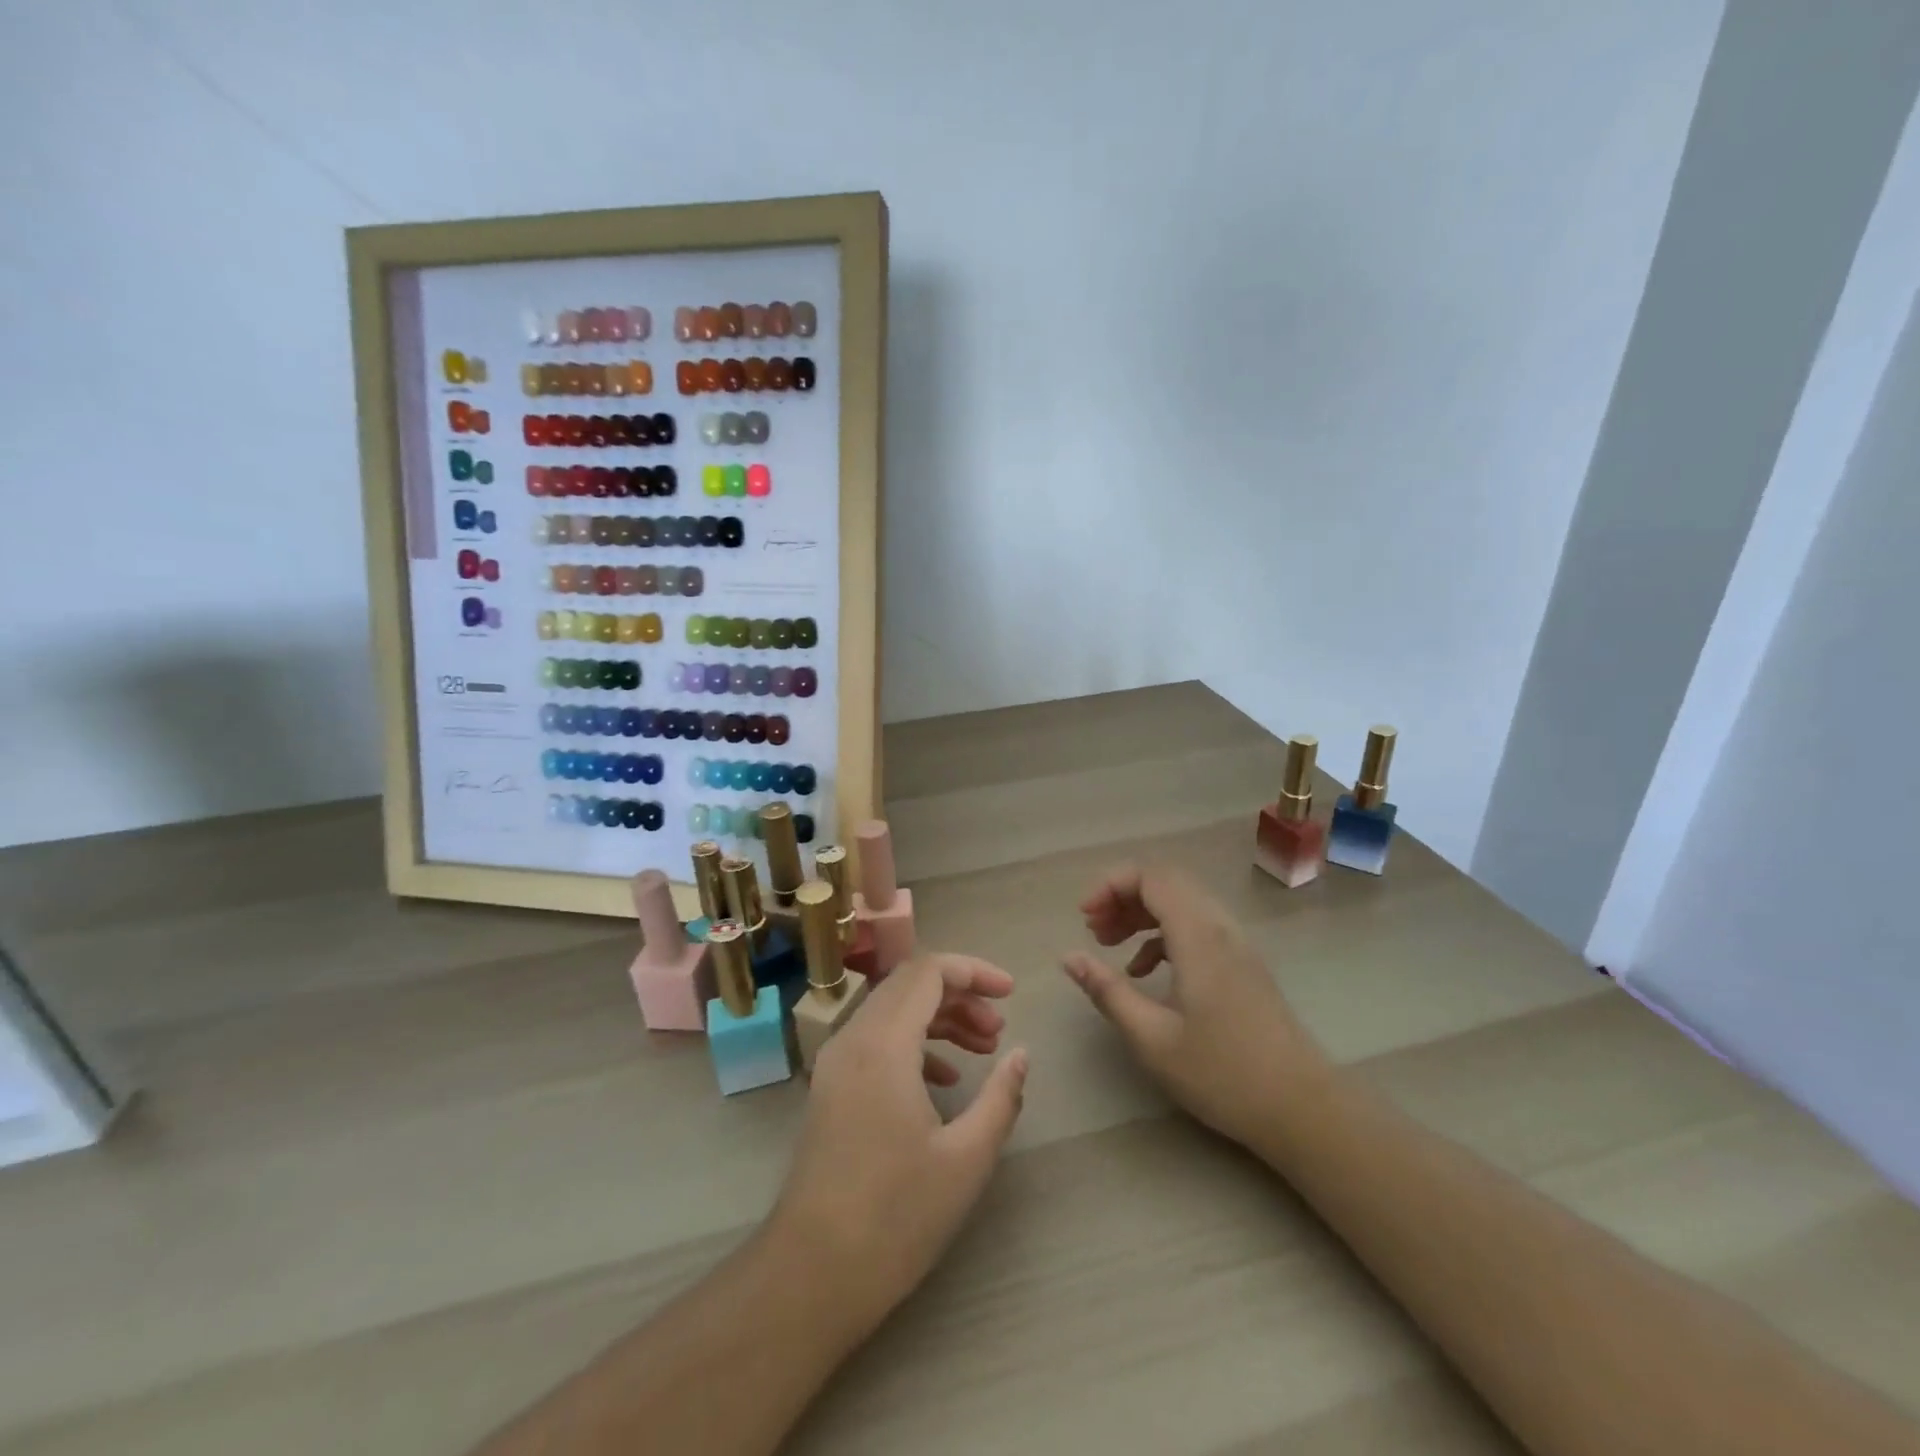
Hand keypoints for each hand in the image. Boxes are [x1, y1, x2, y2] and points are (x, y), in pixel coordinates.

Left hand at [773, 955, 1027, 1318]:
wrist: (812, 1273)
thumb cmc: (896, 1216)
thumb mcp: (966, 1159)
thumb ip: (1001, 1097)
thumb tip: (1021, 1054)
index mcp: (883, 1044)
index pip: (928, 971)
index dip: (973, 971)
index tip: (1011, 993)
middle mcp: (853, 1039)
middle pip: (909, 984)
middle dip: (960, 994)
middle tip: (998, 1027)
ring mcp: (836, 1063)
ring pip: (892, 1010)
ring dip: (939, 1018)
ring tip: (983, 1048)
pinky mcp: (831, 1087)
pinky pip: (876, 1039)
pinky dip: (914, 1042)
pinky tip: (945, 1079)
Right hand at [1063, 864, 1323, 1148]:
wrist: (1304, 1110)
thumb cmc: (1223, 1075)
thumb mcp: (1152, 1039)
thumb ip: (1108, 992)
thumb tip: (1069, 957)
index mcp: (1198, 937)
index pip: (1152, 877)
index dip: (1111, 885)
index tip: (1084, 917)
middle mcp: (1220, 928)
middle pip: (1167, 882)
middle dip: (1123, 895)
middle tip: (1093, 929)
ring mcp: (1236, 945)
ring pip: (1182, 903)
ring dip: (1142, 913)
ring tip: (1109, 943)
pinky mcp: (1243, 965)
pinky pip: (1196, 926)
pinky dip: (1163, 934)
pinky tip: (1144, 972)